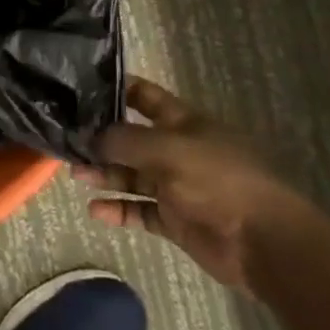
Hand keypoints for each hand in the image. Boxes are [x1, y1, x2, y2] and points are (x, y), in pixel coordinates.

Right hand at [78, 75, 327, 295]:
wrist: (264, 242)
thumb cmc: (217, 180)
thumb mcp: (167, 149)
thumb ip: (124, 140)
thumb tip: (90, 135)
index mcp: (183, 123)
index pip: (144, 96)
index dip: (115, 89)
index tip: (80, 87)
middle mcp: (177, 150)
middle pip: (132, 138)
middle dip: (101, 138)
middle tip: (65, 137)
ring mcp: (176, 186)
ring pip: (132, 175)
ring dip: (104, 174)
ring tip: (74, 173)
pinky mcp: (176, 220)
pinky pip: (140, 210)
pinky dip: (118, 210)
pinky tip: (94, 210)